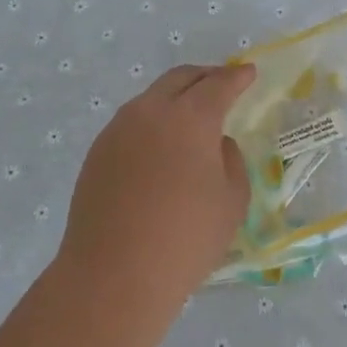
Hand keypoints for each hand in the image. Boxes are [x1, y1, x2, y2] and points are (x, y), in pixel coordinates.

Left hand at [57, 64, 255, 304]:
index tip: (249, 72)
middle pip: (180, 79)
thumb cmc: (185, 239)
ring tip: (191, 115)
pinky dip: (153, 122)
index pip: (219, 85)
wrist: (114, 274)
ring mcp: (117, 130)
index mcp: (190, 118)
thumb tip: (214, 145)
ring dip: (176, 97)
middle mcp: (150, 112)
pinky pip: (132, 123)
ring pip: (152, 98)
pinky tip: (161, 146)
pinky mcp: (97, 153)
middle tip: (222, 83)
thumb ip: (230, 161)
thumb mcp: (231, 201)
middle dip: (205, 76)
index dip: (237, 77)